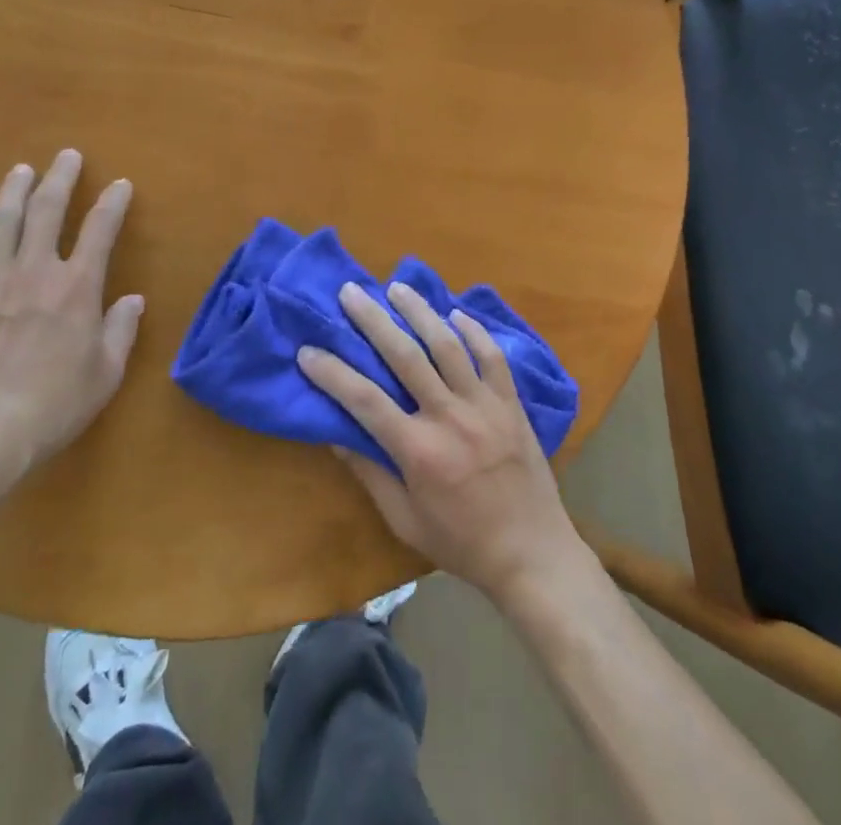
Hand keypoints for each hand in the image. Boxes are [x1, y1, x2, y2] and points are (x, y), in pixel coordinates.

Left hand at [0, 149, 141, 467]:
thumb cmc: (52, 405)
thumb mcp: (105, 374)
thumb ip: (120, 331)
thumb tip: (132, 301)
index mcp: (76, 287)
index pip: (100, 230)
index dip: (113, 202)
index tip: (121, 183)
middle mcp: (33, 272)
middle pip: (47, 211)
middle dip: (60, 179)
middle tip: (67, 155)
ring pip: (2, 224)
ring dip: (14, 193)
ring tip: (21, 171)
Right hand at [297, 283, 586, 604]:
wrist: (532, 554)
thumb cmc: (461, 543)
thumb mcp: (405, 520)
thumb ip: (371, 474)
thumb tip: (336, 433)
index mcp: (418, 451)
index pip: (364, 400)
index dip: (332, 373)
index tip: (308, 350)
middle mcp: (449, 417)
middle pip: (405, 356)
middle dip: (373, 320)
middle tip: (351, 292)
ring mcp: (484, 405)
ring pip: (448, 345)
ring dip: (420, 312)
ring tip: (397, 287)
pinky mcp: (511, 403)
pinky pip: (492, 357)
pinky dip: (474, 331)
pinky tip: (455, 313)